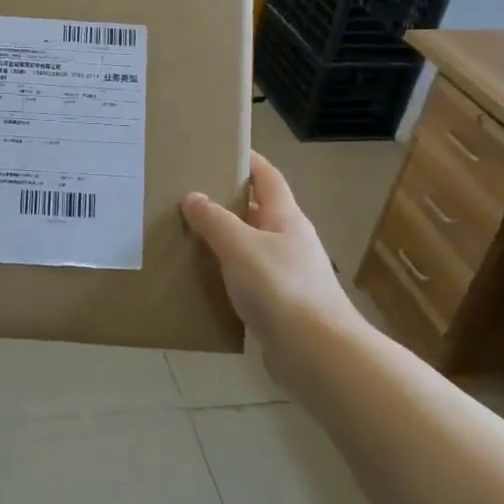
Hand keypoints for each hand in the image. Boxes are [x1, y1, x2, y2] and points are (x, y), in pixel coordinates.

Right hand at [181, 152, 361, 352]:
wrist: (316, 354)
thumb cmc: (280, 288)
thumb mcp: (240, 246)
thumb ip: (214, 221)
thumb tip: (193, 197)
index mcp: (286, 218)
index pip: (267, 177)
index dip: (247, 161)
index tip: (220, 149)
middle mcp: (289, 241)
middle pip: (256, 211)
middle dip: (225, 201)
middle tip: (187, 195)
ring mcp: (287, 274)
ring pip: (249, 246)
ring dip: (223, 240)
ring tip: (186, 234)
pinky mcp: (279, 305)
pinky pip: (247, 279)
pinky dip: (226, 273)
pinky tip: (202, 278)